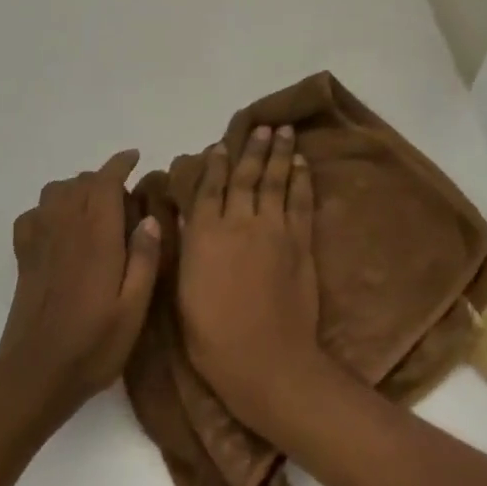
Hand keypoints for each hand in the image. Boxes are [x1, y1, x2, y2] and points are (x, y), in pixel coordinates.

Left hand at [0, 150, 161, 424]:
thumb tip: (149, 217)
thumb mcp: (134, 308)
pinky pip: (33, 214)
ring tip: (93, 208)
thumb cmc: (92, 345)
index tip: (135, 158)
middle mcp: (65, 228)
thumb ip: (144, 259)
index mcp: (96, 236)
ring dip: (76, 189)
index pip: (105, 182)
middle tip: (124, 197)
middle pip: (81, 182)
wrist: (34, 377)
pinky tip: (60, 228)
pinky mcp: (24, 258)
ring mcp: (40, 241)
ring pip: (55, 192)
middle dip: (103, 179)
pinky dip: (48, 209)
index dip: (120, 164)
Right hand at [177, 125, 328, 436]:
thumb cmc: (212, 337)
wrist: (265, 359)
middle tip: (263, 126)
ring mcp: (273, 229)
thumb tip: (187, 218)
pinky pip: (301, 202)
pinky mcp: (300, 242)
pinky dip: (302, 180)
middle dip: (254, 149)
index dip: (215, 164)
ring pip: (276, 181)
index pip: (209, 188)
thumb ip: (188, 249)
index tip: (221, 145)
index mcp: (205, 234)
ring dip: (281, 154)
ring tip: (284, 131)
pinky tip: (303, 165)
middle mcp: (239, 222)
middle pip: (246, 176)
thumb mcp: (183, 293)